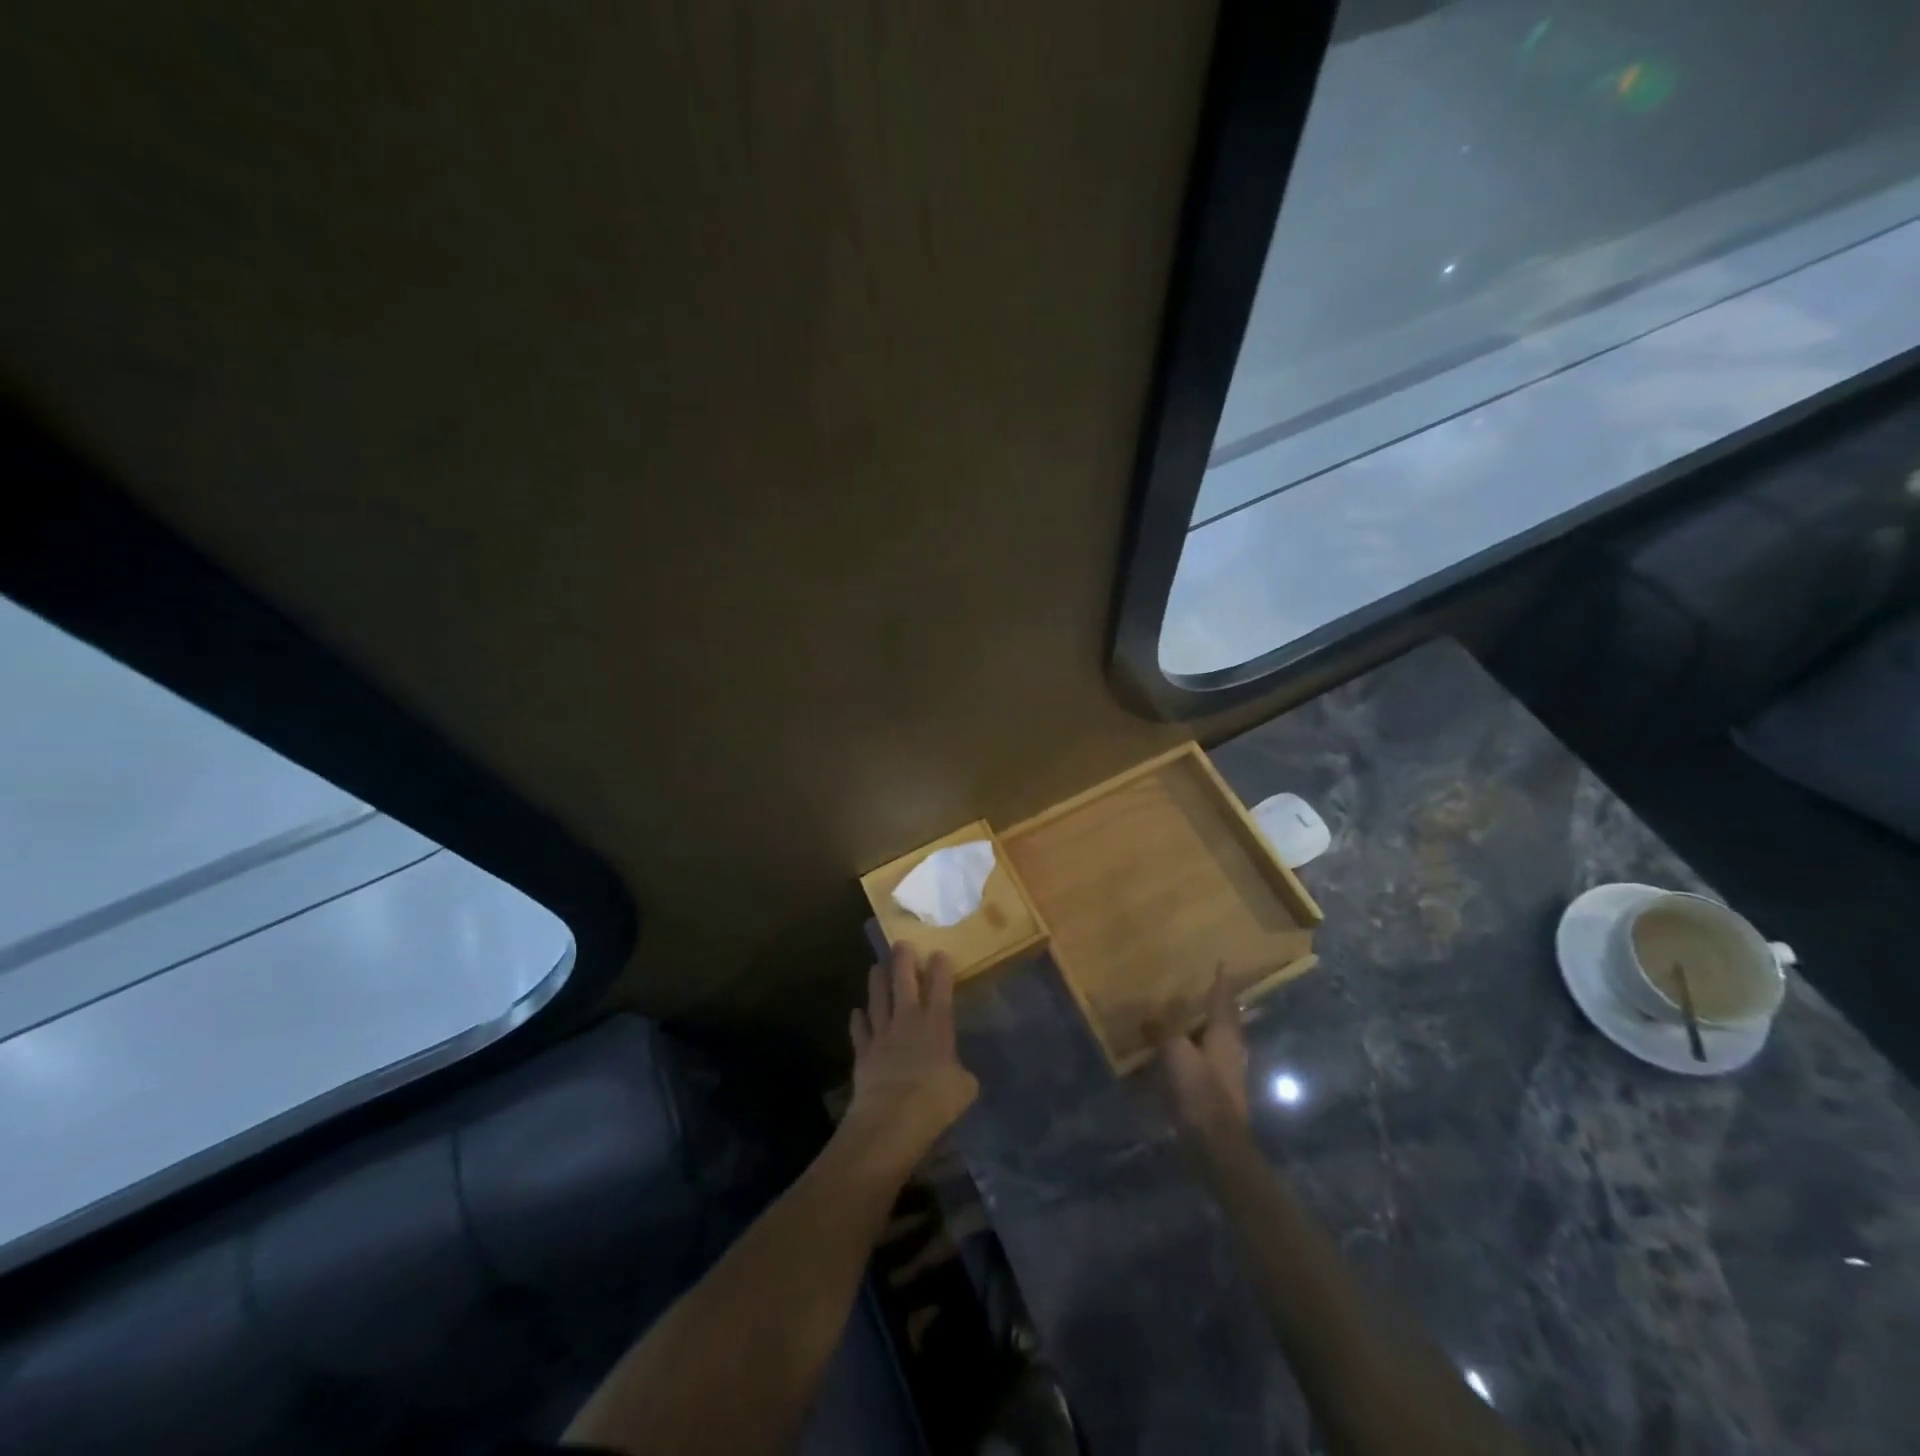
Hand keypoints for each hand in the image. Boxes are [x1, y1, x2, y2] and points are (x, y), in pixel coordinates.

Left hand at [844, 942, 978, 1174]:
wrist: (892, 1117)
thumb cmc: (935, 1100)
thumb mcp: (964, 1088)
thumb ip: (961, 1074)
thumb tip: (958, 1074)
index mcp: (937, 1024)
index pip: (941, 987)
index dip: (941, 967)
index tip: (939, 952)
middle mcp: (908, 1020)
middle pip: (904, 981)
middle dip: (903, 960)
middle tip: (901, 943)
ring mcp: (882, 1033)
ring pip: (877, 998)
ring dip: (877, 980)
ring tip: (876, 966)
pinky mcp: (863, 1051)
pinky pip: (859, 1029)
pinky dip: (858, 1019)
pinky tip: (857, 1012)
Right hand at [1160, 970, 1250, 1146]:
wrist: (1214, 1142)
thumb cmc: (1199, 1088)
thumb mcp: (1174, 1052)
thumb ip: (1162, 1031)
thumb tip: (1148, 1018)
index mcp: (1225, 1034)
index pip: (1223, 1000)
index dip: (1221, 983)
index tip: (1222, 964)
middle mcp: (1231, 1050)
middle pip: (1224, 1022)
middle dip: (1214, 1006)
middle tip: (1199, 990)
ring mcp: (1226, 1073)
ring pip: (1214, 1043)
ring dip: (1201, 1031)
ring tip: (1183, 1020)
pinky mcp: (1217, 1093)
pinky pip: (1203, 1063)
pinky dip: (1191, 1054)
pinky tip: (1176, 1056)